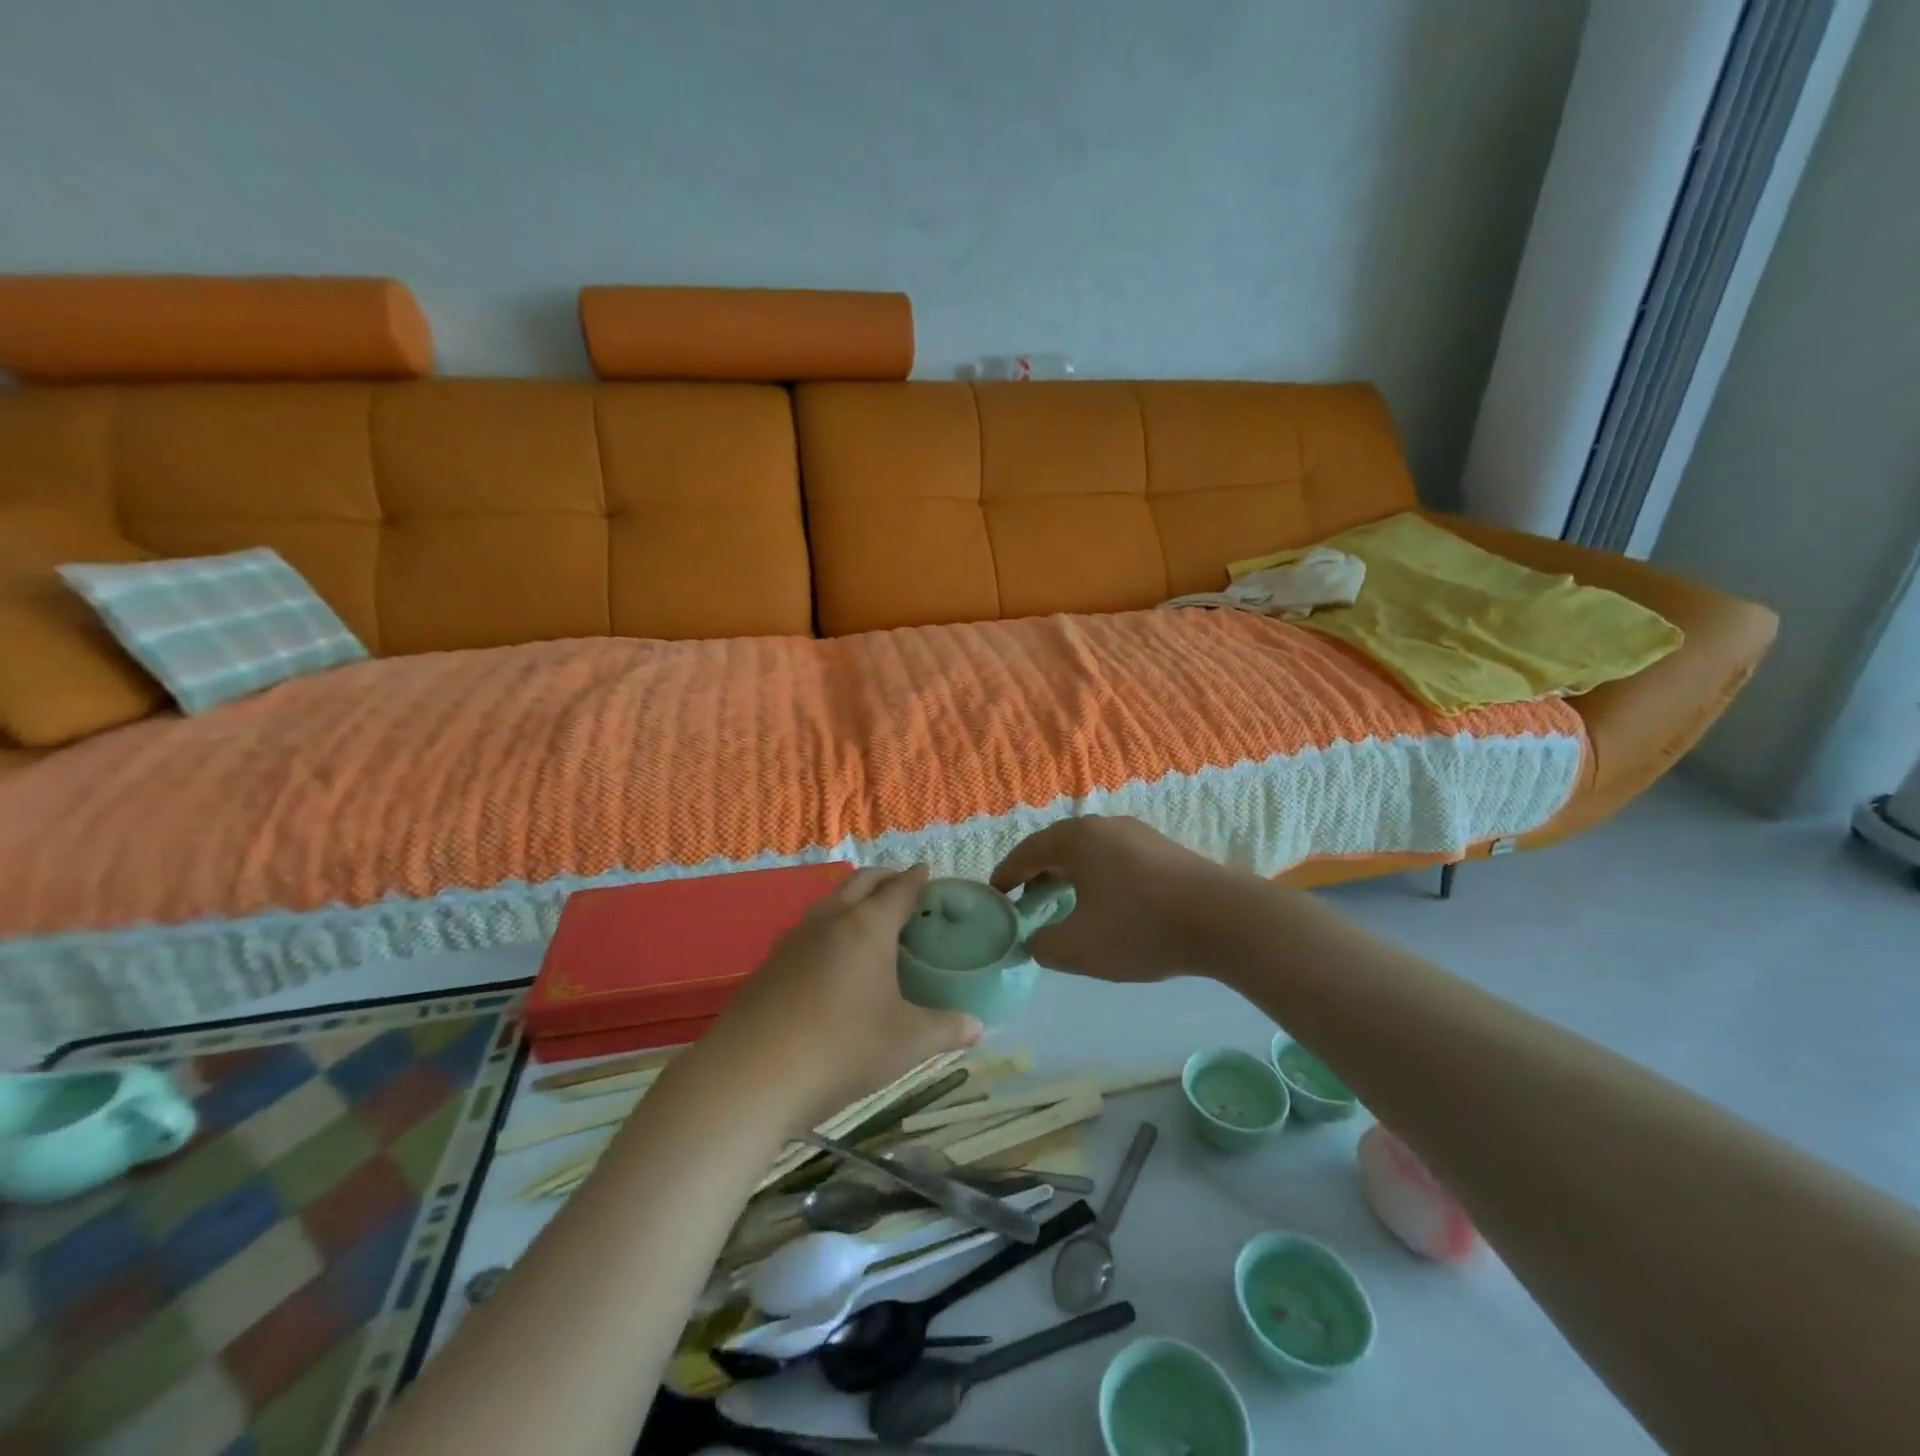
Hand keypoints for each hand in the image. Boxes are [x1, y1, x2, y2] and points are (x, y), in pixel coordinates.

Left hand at [698, 865, 982, 1134]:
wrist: (751, 1074)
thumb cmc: (841, 1048)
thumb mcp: (906, 1043)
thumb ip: (946, 1029)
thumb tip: (977, 1027)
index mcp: (867, 927)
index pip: (899, 890)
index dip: (916, 879)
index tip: (927, 871)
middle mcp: (830, 920)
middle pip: (861, 882)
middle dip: (884, 877)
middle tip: (901, 885)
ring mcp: (794, 939)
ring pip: (829, 901)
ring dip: (852, 897)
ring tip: (867, 915)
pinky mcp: (770, 962)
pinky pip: (808, 928)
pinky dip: (828, 925)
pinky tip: (829, 955)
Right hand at [991, 817, 1241, 982]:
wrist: (1224, 920)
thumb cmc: (1141, 928)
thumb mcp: (1079, 948)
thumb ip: (1043, 946)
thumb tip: (1033, 940)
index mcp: (1076, 839)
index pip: (1027, 852)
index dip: (1006, 875)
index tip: (994, 895)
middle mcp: (1103, 826)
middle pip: (1057, 847)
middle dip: (1036, 874)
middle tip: (1024, 903)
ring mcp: (1136, 833)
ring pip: (1087, 851)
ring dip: (1067, 875)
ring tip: (1061, 904)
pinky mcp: (1162, 848)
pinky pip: (1113, 857)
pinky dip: (1095, 876)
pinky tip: (1104, 903)